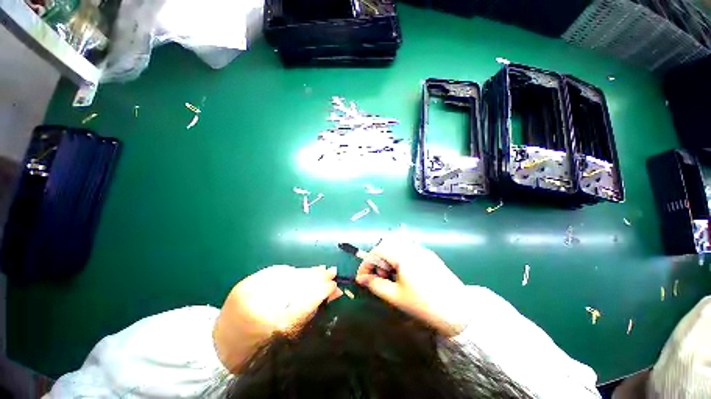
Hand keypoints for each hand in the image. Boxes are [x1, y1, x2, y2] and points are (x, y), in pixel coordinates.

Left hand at [213, 265, 341, 371]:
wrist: (221, 348)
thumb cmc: (258, 351)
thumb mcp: (289, 337)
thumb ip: (311, 312)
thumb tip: (332, 294)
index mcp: (272, 328)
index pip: (305, 302)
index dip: (322, 291)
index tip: (335, 285)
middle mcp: (261, 305)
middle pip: (297, 284)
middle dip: (317, 277)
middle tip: (331, 272)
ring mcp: (250, 290)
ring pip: (288, 274)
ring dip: (306, 272)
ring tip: (319, 270)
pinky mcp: (245, 282)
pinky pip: (275, 271)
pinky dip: (291, 272)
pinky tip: (300, 272)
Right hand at [356, 238, 468, 335]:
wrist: (459, 311)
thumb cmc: (423, 305)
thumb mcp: (395, 296)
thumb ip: (375, 285)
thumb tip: (362, 279)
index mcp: (403, 256)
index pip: (378, 251)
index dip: (367, 263)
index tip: (362, 277)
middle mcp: (412, 248)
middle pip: (387, 244)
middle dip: (378, 258)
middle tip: (379, 276)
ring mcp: (422, 250)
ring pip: (398, 245)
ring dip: (389, 257)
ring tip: (390, 275)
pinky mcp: (430, 255)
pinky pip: (409, 250)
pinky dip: (400, 257)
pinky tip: (403, 273)